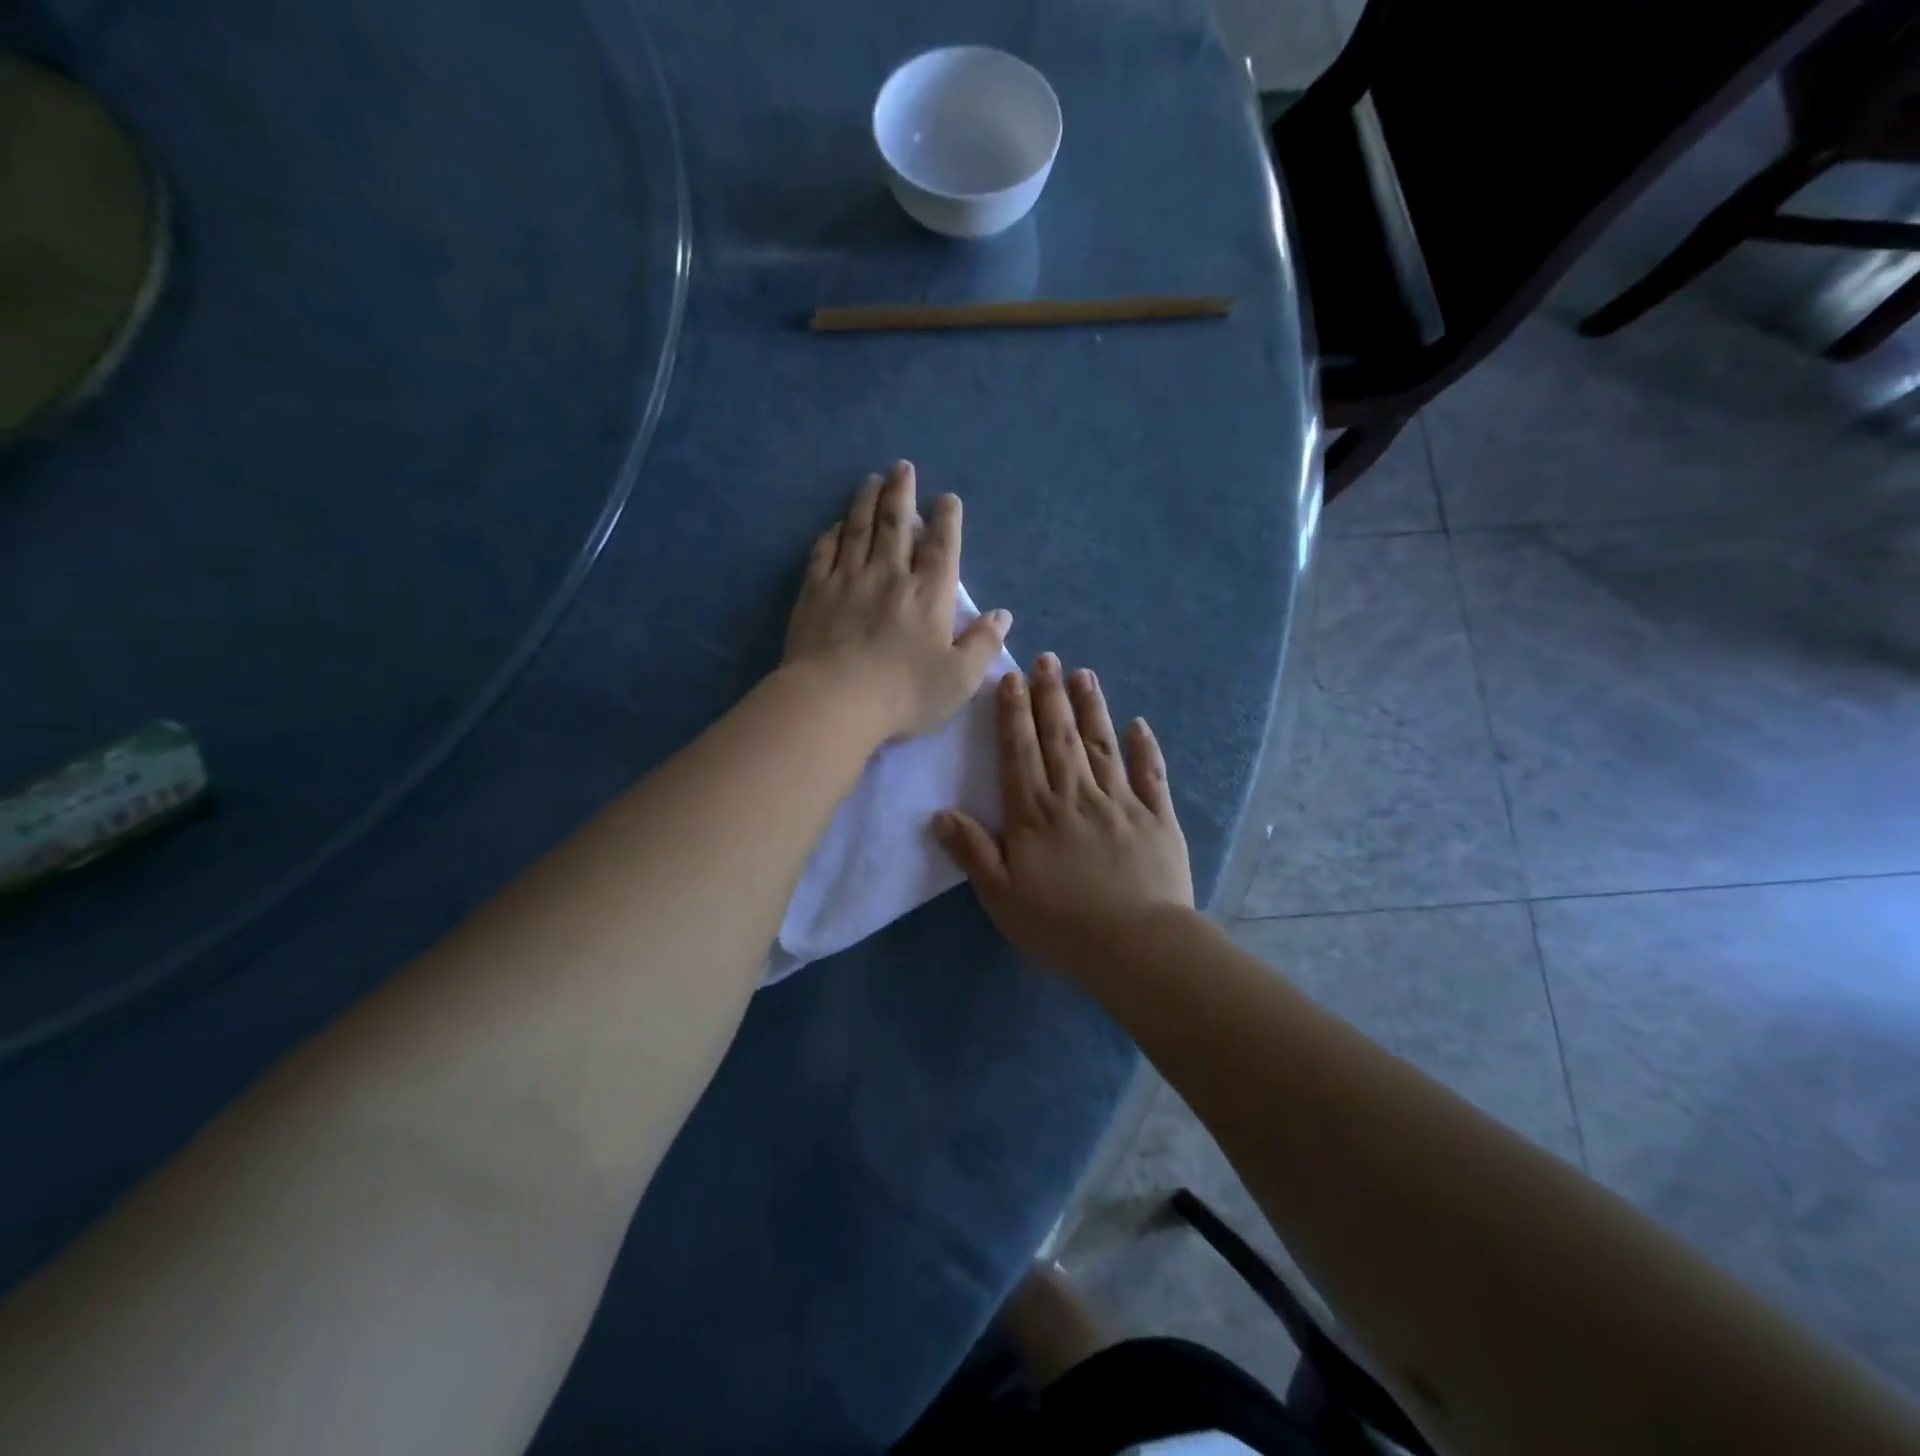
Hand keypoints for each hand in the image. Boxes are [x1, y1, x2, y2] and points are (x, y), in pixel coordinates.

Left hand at [784, 462, 1011, 741]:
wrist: (834, 701)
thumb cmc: (904, 694)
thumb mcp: (959, 678)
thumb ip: (984, 644)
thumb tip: (1003, 615)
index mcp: (928, 594)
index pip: (942, 546)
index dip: (947, 519)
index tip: (947, 498)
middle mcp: (889, 575)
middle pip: (896, 523)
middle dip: (902, 492)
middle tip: (901, 467)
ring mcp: (848, 580)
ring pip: (858, 529)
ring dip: (866, 501)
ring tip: (871, 480)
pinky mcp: (815, 592)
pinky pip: (824, 552)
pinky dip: (832, 534)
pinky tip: (836, 525)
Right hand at [933, 653, 1192, 978]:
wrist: (1135, 946)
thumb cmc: (1060, 926)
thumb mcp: (1002, 896)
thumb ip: (973, 852)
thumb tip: (939, 814)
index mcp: (1036, 813)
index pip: (1020, 752)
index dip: (1014, 714)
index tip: (1012, 679)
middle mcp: (1076, 796)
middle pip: (1060, 737)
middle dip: (1050, 696)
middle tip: (1047, 658)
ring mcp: (1120, 803)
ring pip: (1102, 745)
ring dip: (1092, 708)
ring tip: (1084, 674)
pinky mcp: (1156, 818)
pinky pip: (1150, 775)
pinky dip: (1145, 748)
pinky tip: (1139, 724)